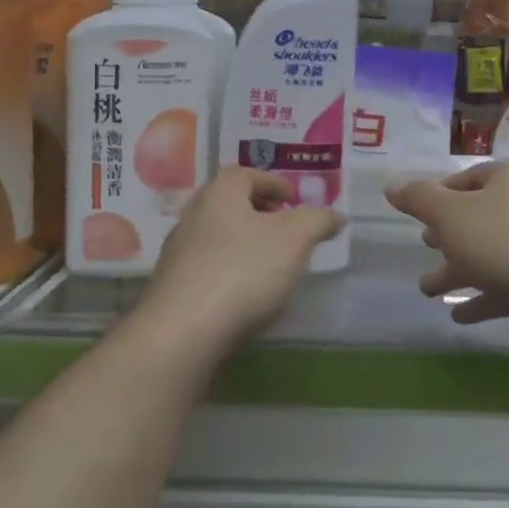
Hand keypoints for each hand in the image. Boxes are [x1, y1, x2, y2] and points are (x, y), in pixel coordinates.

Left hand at [143, 168, 343, 342]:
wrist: (182, 333)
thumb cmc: (243, 271)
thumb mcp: (295, 239)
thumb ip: (317, 221)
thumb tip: (335, 215)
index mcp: (219, 194)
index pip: (243, 173)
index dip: (271, 182)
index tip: (292, 198)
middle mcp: (192, 217)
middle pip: (227, 204)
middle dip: (257, 212)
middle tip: (284, 226)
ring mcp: (177, 255)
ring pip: (216, 237)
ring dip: (243, 243)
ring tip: (271, 262)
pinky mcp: (172, 290)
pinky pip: (207, 268)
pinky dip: (229, 270)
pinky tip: (246, 293)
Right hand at [386, 161, 508, 336]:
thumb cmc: (501, 240)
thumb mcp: (449, 215)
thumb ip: (419, 199)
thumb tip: (392, 185)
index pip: (468, 178)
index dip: (439, 195)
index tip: (419, 216)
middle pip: (482, 216)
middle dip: (449, 236)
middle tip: (426, 246)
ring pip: (494, 251)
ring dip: (460, 270)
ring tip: (429, 290)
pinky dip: (485, 294)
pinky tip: (461, 315)